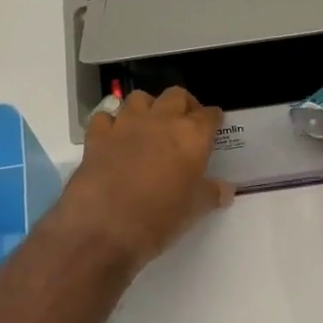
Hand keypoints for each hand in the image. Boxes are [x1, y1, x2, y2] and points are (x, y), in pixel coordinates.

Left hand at [58, 87, 232, 270]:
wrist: (106, 226)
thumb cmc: (161, 218)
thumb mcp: (194, 210)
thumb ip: (211, 194)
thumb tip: (225, 190)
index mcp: (192, 136)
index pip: (209, 115)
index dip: (213, 119)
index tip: (213, 126)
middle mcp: (161, 121)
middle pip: (176, 96)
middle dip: (183, 105)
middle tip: (184, 123)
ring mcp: (126, 124)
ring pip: (139, 98)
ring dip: (147, 108)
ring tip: (148, 126)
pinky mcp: (97, 135)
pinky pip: (105, 117)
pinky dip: (111, 123)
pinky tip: (114, 138)